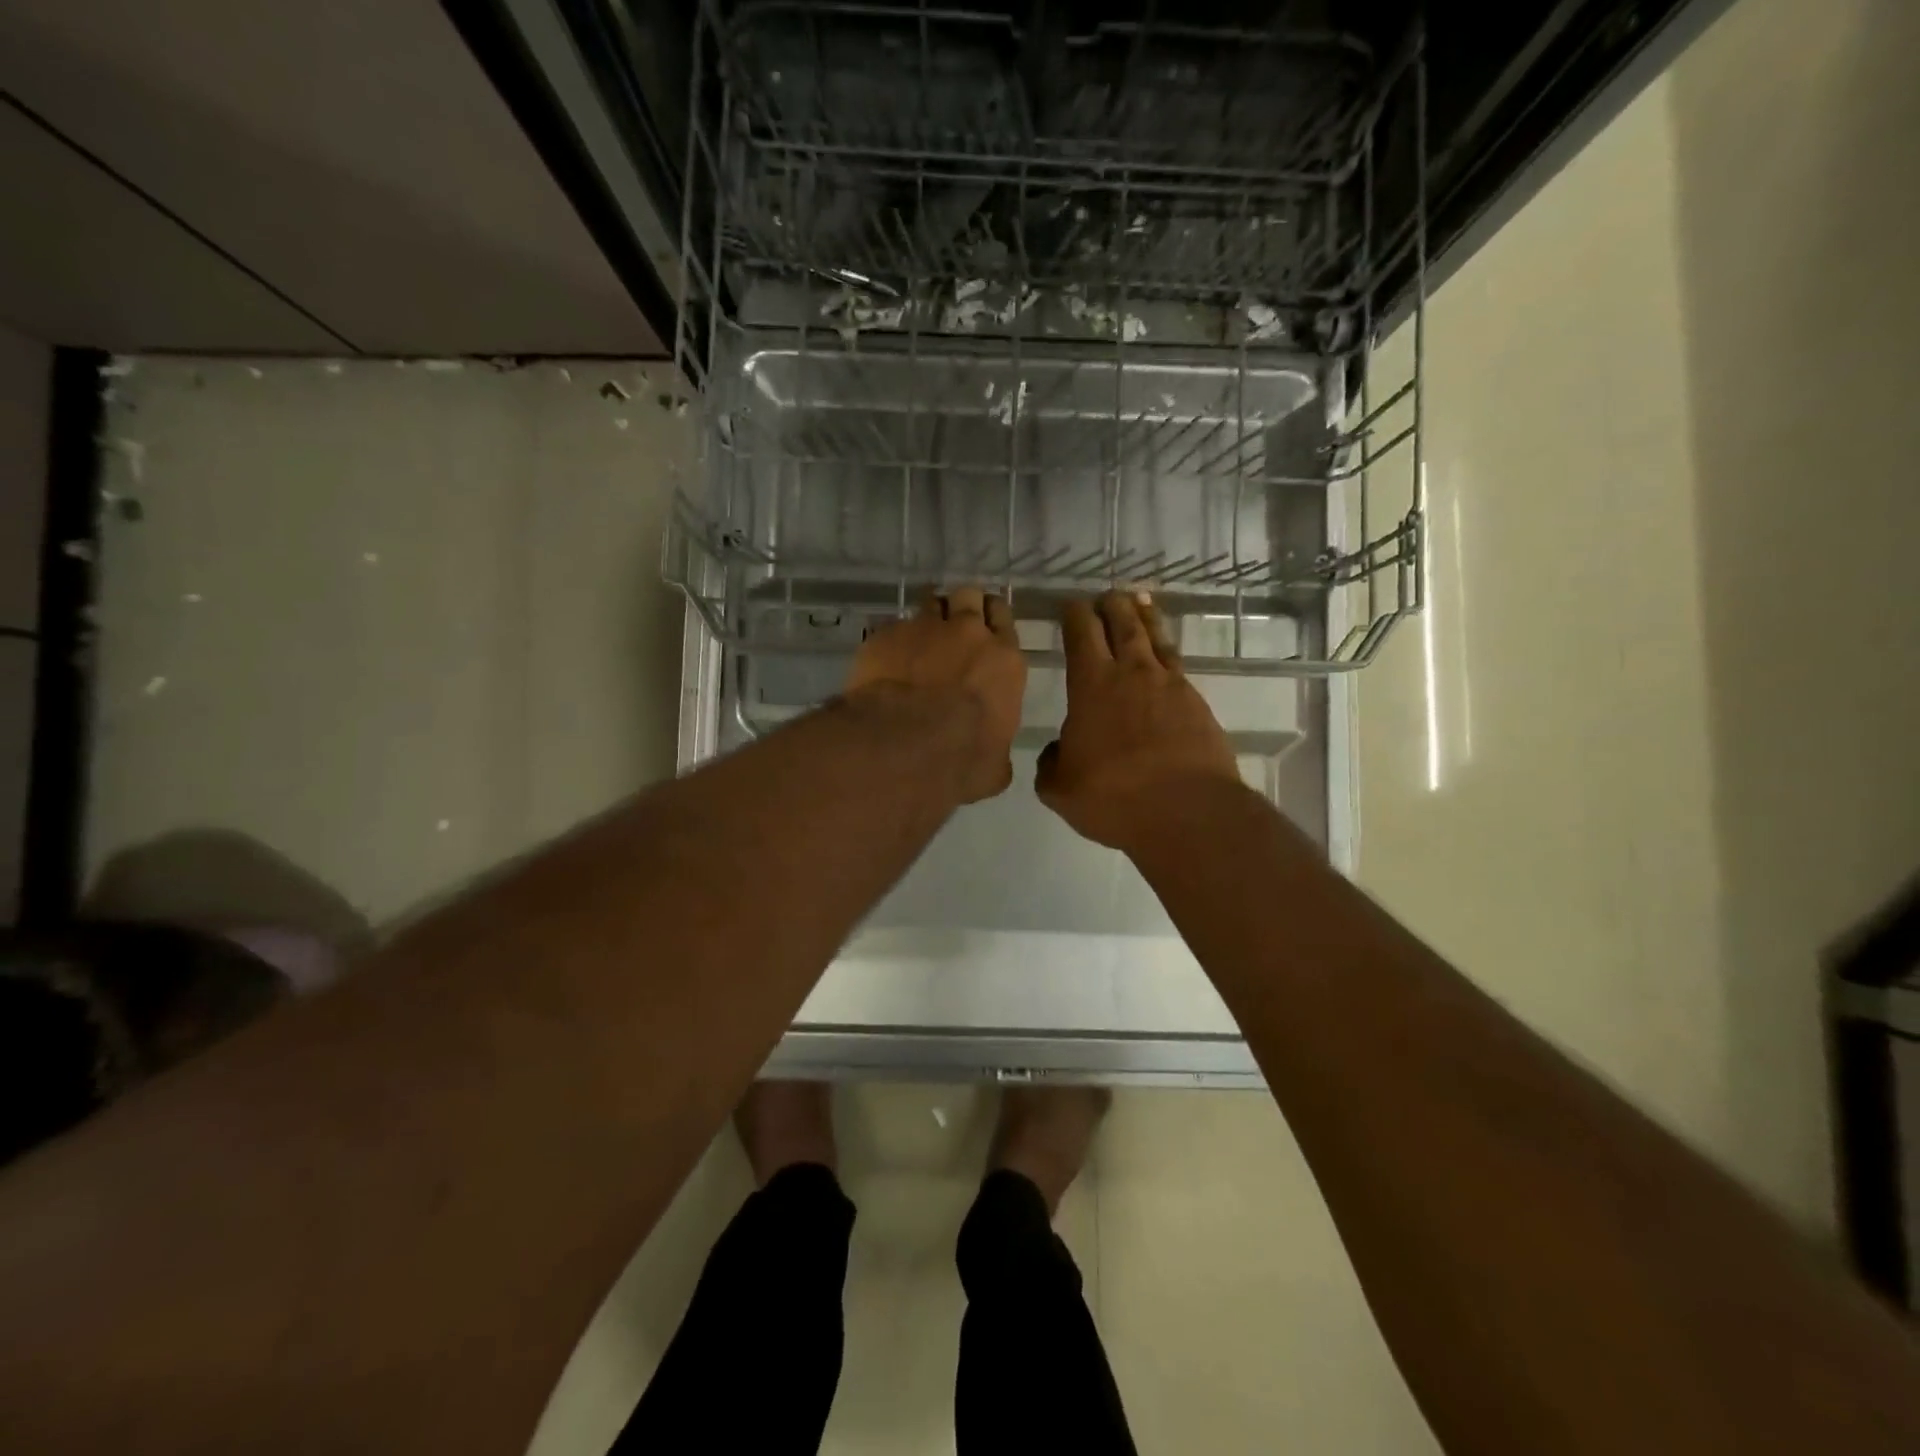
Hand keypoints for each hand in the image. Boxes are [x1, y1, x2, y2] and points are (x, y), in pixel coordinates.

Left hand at [845, 587, 1025, 802]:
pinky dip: (893, 640)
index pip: (1003, 618)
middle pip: (969, 596)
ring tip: (919, 637)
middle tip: (953, 626)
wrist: (904, 746)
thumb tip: (993, 758)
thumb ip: (997, 749)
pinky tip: (886, 661)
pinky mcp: (885, 635)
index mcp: (1004, 661)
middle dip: (962, 606)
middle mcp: (968, 633)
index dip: (992, 620)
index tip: (984, 629)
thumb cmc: (962, 760)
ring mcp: (924, 628)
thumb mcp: (995, 766)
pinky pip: (893, 627)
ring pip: (931, 602)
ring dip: (928, 616)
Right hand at [1036, 592, 1240, 850]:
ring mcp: (1170, 686)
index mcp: (1092, 684)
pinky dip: (1167, 650)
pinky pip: (1178, 664)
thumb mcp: (1060, 788)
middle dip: (1111, 606)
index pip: (1081, 634)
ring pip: (1155, 638)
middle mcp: (1132, 674)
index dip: (1074, 615)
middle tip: (1106, 596)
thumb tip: (1058, 749)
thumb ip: (1051, 763)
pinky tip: (1165, 655)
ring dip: (1144, 617)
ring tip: (1140, 601)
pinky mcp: (1197, 704)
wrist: (1187, 812)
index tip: (1070, 605)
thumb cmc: (1114, 796)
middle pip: (1122, 624)